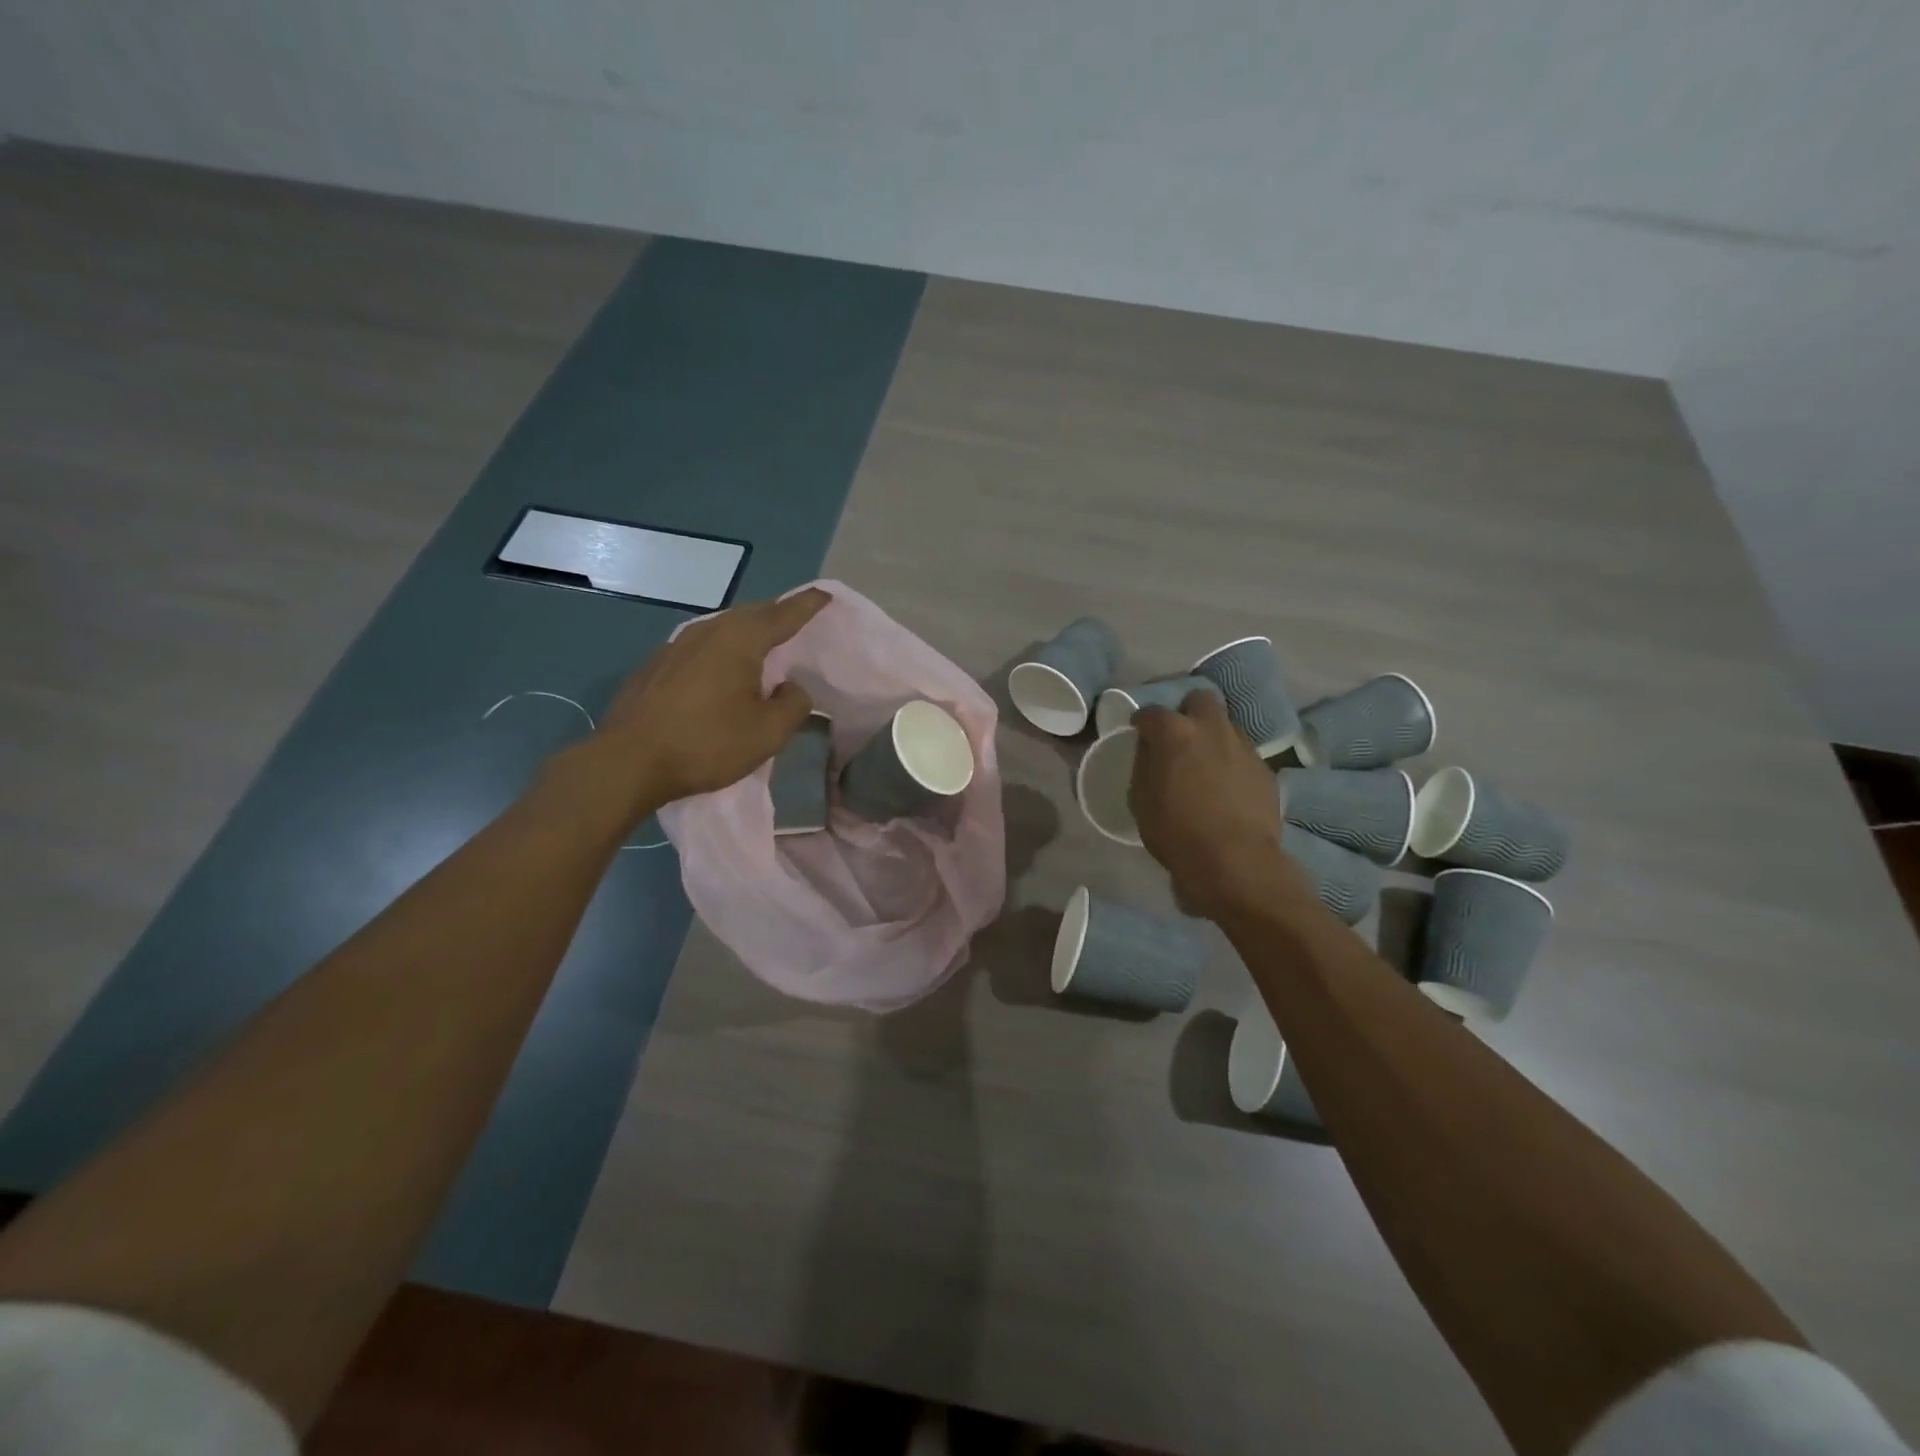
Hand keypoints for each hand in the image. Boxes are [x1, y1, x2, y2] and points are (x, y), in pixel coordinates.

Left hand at [586, 588, 831, 811]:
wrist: (628, 761)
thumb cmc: (706, 743)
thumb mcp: (768, 732)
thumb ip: (793, 704)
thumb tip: (791, 688)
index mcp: (740, 640)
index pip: (783, 614)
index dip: (808, 605)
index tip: (826, 595)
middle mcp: (708, 631)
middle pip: (751, 615)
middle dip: (777, 615)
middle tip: (798, 622)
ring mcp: (676, 646)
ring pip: (722, 629)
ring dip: (747, 634)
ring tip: (763, 646)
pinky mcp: (656, 666)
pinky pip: (701, 647)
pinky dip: (721, 651)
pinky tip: (722, 671)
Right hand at [1130, 690, 1313, 920]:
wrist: (1235, 861)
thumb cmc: (1176, 832)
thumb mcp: (1142, 800)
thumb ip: (1145, 765)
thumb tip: (1150, 749)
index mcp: (1175, 733)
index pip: (1152, 712)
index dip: (1142, 722)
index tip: (1140, 733)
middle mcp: (1211, 728)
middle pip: (1200, 699)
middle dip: (1187, 712)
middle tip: (1179, 738)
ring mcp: (1243, 746)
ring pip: (1225, 725)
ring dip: (1212, 736)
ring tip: (1205, 764)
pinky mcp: (1264, 768)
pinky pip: (1242, 753)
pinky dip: (1231, 762)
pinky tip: (1227, 786)